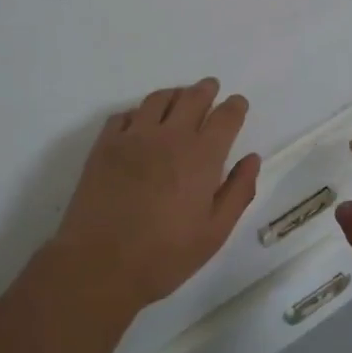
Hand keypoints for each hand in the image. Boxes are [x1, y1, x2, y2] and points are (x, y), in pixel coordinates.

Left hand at [50, 79, 260, 315]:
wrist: (100, 264)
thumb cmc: (164, 255)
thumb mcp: (214, 233)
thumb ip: (238, 191)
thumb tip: (251, 159)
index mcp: (201, 157)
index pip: (225, 117)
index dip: (235, 106)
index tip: (238, 104)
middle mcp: (170, 137)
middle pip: (192, 98)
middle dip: (206, 90)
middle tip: (210, 87)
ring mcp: (134, 137)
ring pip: (158, 99)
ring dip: (174, 94)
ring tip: (179, 98)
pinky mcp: (105, 145)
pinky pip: (125, 115)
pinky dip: (139, 113)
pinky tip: (140, 123)